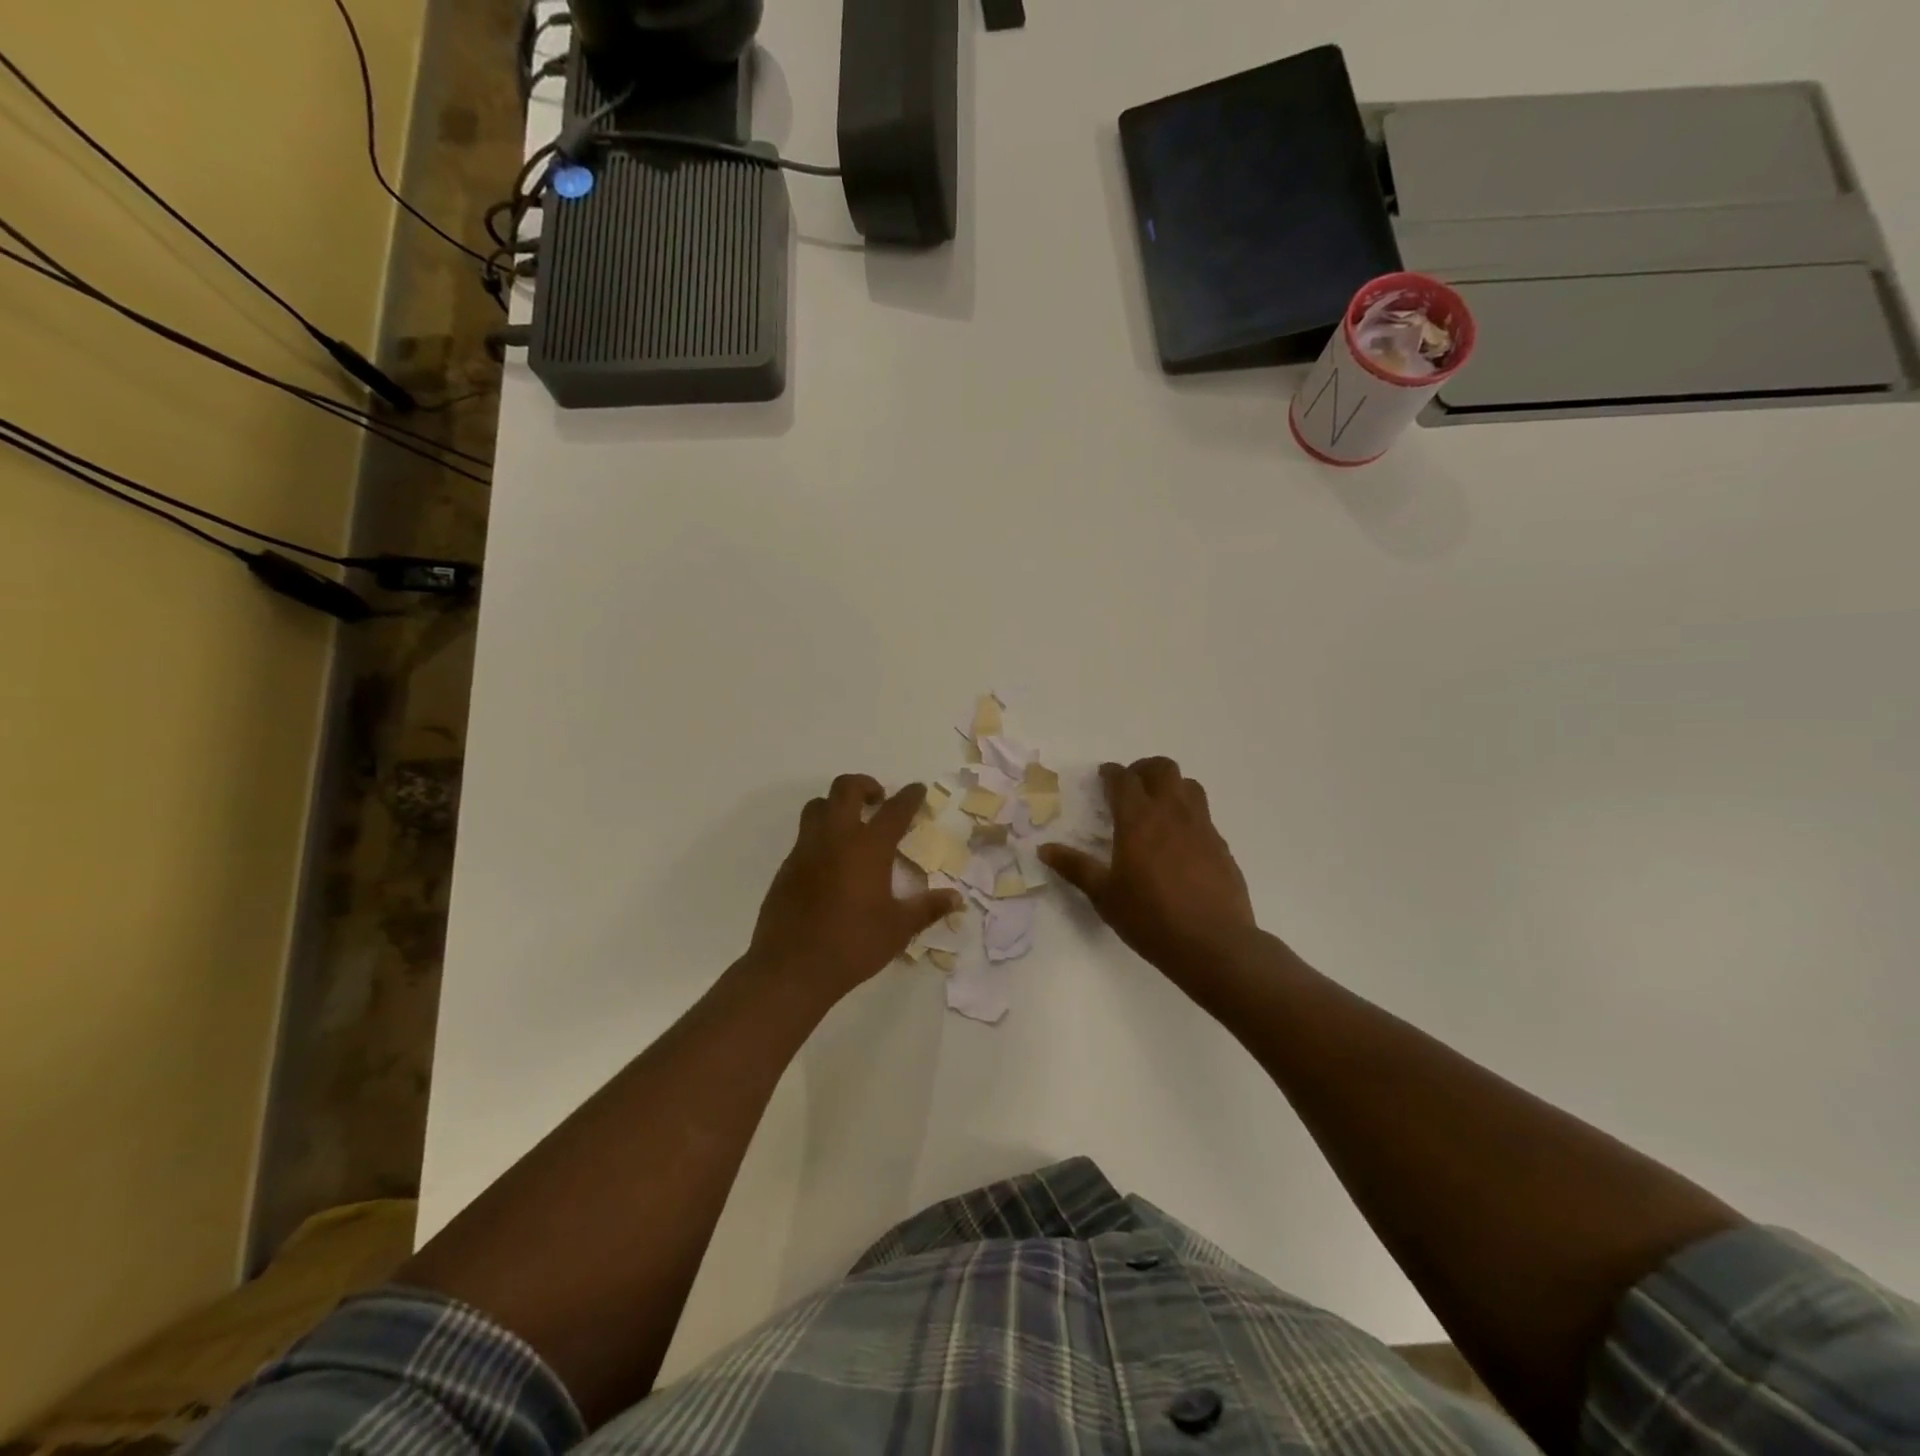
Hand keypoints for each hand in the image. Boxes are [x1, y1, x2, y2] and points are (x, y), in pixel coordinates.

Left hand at [748, 775, 962, 1006]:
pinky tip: (831, 860)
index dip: (909, 796)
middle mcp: (835, 838)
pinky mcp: (787, 867)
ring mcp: (806, 850)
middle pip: (846, 789)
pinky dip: (821, 834)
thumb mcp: (898, 929)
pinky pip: (804, 835)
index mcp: (868, 848)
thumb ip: (927, 908)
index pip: (894, 810)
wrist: (791, 967)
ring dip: (836, 804)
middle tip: (878, 800)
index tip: (917, 789)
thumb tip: (956, 899)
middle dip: (865, 785)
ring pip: (817, 806)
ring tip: (851, 824)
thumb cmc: (852, 944)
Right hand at [1040, 758, 1256, 982]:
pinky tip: (1179, 840)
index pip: (1123, 779)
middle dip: (1143, 770)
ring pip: (1188, 785)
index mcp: (1138, 819)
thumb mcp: (1104, 895)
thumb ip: (1075, 867)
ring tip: (1157, 806)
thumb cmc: (1150, 917)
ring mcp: (1201, 826)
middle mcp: (1171, 812)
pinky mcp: (1220, 844)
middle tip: (1130, 788)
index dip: (1111, 773)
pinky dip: (1187, 813)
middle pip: (1162, 768)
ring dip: (1170, 785)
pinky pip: (1203, 814)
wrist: (1212, 943)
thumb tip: (1044, 849)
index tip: (1103, 777)